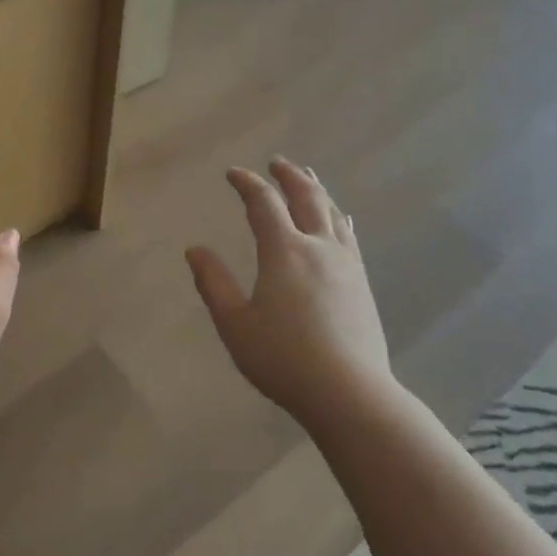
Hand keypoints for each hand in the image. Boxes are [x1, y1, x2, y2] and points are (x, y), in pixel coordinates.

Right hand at [187, 159, 394, 426]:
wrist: (349, 392)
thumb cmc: (283, 359)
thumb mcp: (235, 324)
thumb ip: (213, 283)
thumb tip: (194, 250)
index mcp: (284, 251)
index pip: (264, 203)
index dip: (247, 183)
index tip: (233, 173)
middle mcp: (318, 247)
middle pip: (307, 197)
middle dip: (289, 176)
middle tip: (276, 163)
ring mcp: (346, 264)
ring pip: (332, 213)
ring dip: (317, 190)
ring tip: (308, 178)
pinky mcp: (362, 283)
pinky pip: (349, 236)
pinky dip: (338, 218)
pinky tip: (342, 221)